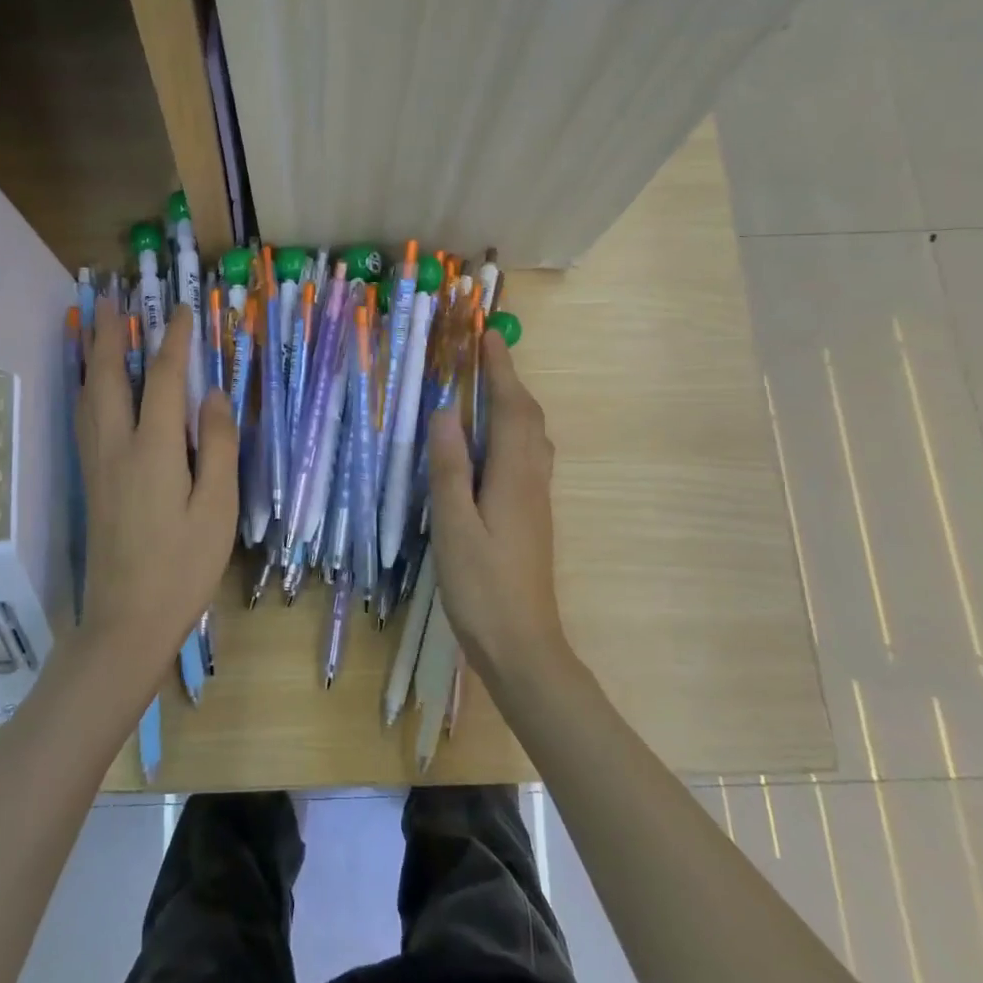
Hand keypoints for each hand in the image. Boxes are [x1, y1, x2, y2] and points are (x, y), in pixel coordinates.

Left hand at [75, 298, 236, 670]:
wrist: (126, 621)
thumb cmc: (182, 566)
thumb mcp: (217, 508)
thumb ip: (219, 447)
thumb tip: (215, 394)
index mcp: (153, 450)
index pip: (164, 379)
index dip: (175, 340)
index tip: (184, 310)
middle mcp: (116, 446)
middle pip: (108, 376)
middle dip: (112, 333)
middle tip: (114, 298)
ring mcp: (96, 464)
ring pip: (87, 394)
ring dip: (92, 354)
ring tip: (96, 327)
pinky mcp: (90, 481)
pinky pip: (83, 417)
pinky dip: (85, 386)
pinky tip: (90, 385)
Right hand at [426, 331, 567, 682]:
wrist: (523, 646)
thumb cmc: (482, 587)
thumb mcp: (454, 526)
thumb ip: (449, 468)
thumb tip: (445, 410)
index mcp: (513, 476)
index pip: (510, 408)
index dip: (500, 370)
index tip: (488, 336)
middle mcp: (532, 479)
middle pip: (529, 417)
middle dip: (510, 380)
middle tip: (486, 354)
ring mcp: (537, 499)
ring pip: (534, 437)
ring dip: (516, 403)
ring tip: (490, 387)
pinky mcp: (533, 516)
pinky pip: (529, 456)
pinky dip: (516, 430)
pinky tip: (496, 443)